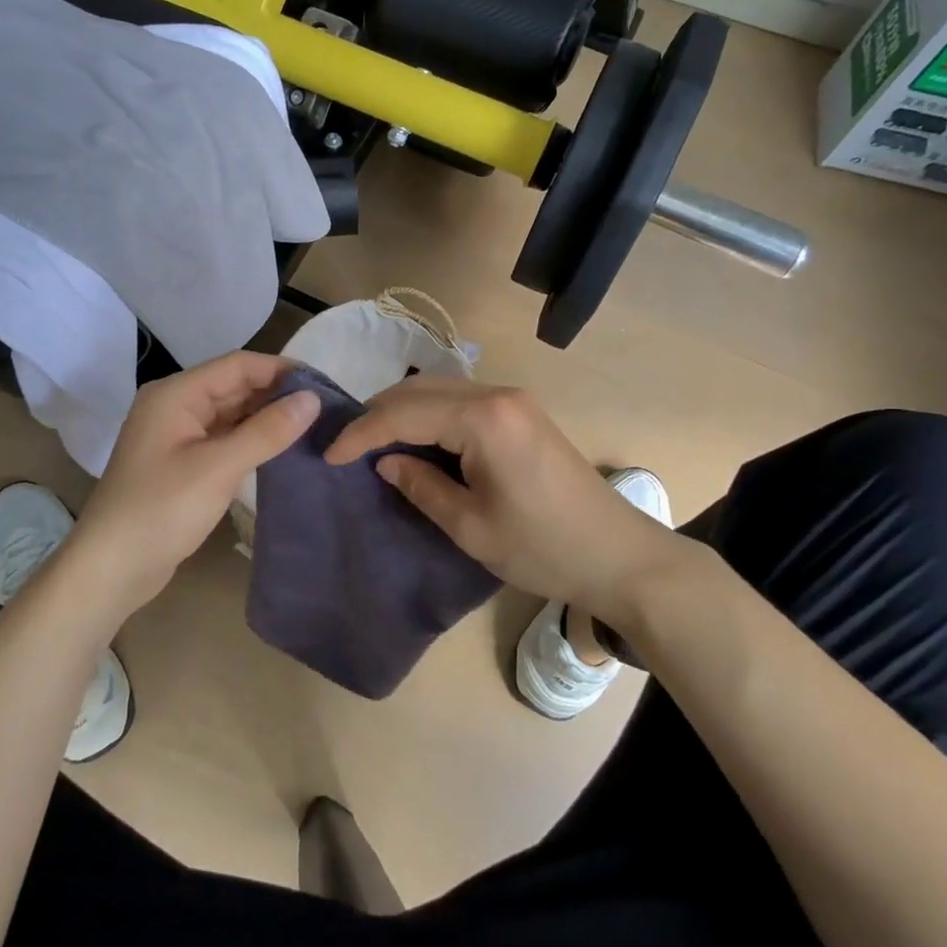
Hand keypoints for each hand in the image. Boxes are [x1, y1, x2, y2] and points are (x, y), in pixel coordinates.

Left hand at [67, 352, 319, 617]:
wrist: (111, 569)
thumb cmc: (161, 510)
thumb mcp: (218, 468)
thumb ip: (267, 431)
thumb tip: (313, 399)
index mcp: (176, 394)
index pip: (238, 366)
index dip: (281, 370)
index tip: (324, 385)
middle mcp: (175, 406)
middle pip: (234, 386)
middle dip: (277, 394)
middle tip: (325, 410)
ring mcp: (177, 435)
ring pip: (231, 413)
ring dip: (266, 418)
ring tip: (312, 428)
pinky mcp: (183, 462)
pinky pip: (224, 438)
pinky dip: (252, 440)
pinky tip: (280, 449)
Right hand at [324, 377, 683, 626]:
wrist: (618, 555)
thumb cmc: (543, 548)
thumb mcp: (471, 527)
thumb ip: (421, 486)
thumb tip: (386, 462)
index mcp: (483, 419)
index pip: (404, 413)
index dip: (361, 433)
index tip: (328, 456)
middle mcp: (497, 394)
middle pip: (419, 390)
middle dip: (377, 415)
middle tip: (346, 446)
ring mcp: (514, 399)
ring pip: (439, 390)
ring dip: (402, 411)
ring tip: (372, 444)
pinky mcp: (522, 412)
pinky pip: (461, 401)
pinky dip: (430, 415)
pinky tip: (416, 440)